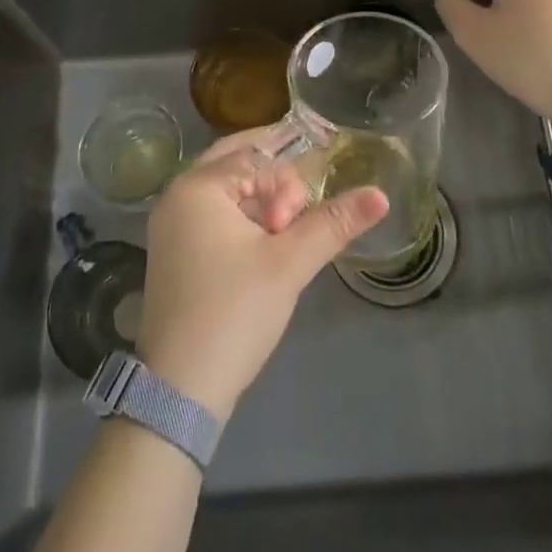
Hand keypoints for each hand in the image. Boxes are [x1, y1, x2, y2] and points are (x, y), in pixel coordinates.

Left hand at [138, 130, 387, 420]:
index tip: (295, 228)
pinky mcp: (173, 252)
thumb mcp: (289, 264)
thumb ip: (333, 223)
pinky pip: (213, 215)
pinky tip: (262, 244)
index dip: (286, 190)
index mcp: (197, 185)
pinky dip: (240, 220)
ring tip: (283, 236)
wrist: (179, 392)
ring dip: (258, 203)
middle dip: (274, 184)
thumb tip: (380, 194)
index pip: (257, 159)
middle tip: (298, 216)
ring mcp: (170, 224)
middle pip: (237, 164)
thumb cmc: (234, 313)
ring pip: (226, 191)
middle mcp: (177, 194)